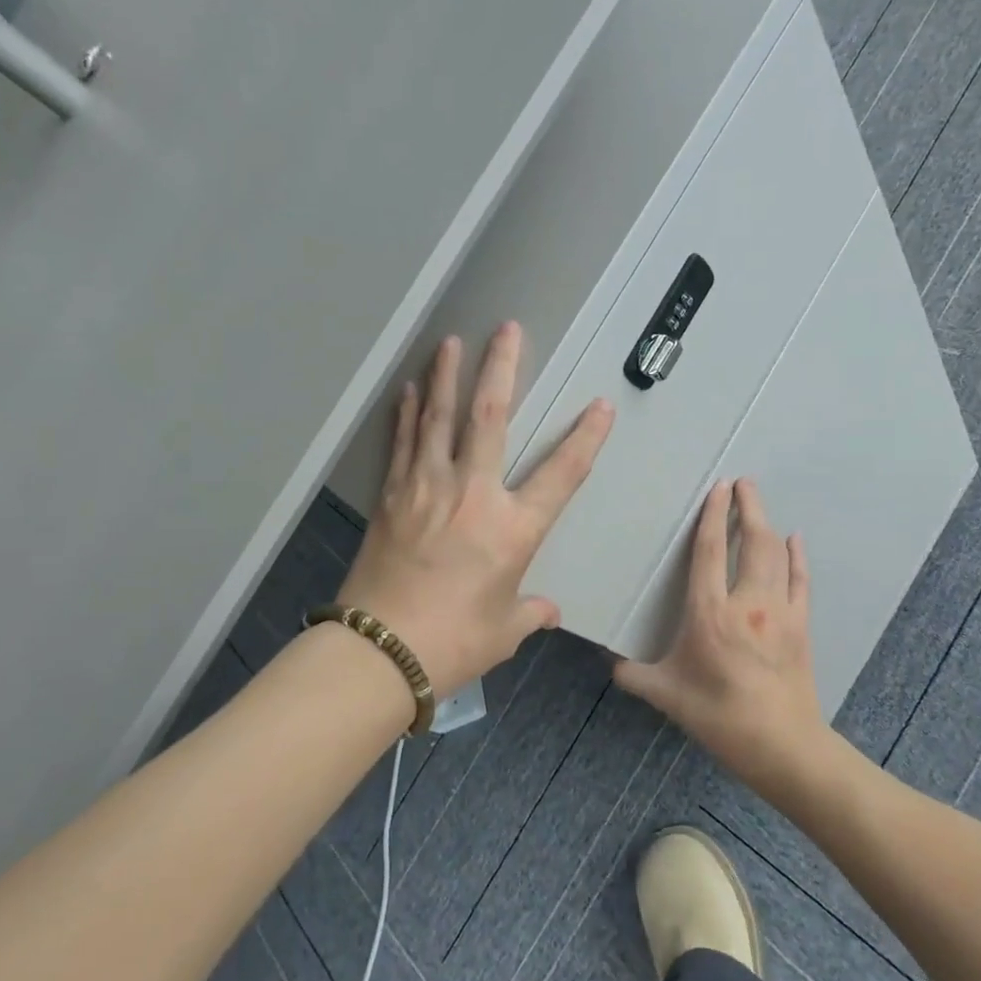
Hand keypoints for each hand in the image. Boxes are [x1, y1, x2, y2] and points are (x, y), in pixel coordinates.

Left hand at [339, 323, 615, 693]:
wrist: (380, 650)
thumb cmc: (453, 643)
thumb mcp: (503, 630)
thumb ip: (530, 612)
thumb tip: (547, 610)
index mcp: (512, 529)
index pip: (561, 475)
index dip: (585, 439)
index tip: (600, 407)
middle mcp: (472, 495)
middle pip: (490, 418)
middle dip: (501, 368)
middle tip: (507, 330)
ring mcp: (426, 488)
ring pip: (439, 418)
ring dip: (447, 376)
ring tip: (451, 341)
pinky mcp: (391, 495)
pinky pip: (402, 442)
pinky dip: (407, 413)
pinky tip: (409, 389)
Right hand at [614, 479, 825, 785]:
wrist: (782, 746)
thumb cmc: (719, 716)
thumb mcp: (666, 695)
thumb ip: (633, 675)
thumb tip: (608, 661)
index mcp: (709, 613)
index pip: (710, 551)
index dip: (712, 516)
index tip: (717, 488)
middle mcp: (747, 603)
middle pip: (751, 542)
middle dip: (748, 507)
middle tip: (743, 482)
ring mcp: (780, 612)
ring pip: (776, 556)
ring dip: (769, 524)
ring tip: (759, 502)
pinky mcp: (801, 627)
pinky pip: (801, 581)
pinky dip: (797, 557)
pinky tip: (796, 540)